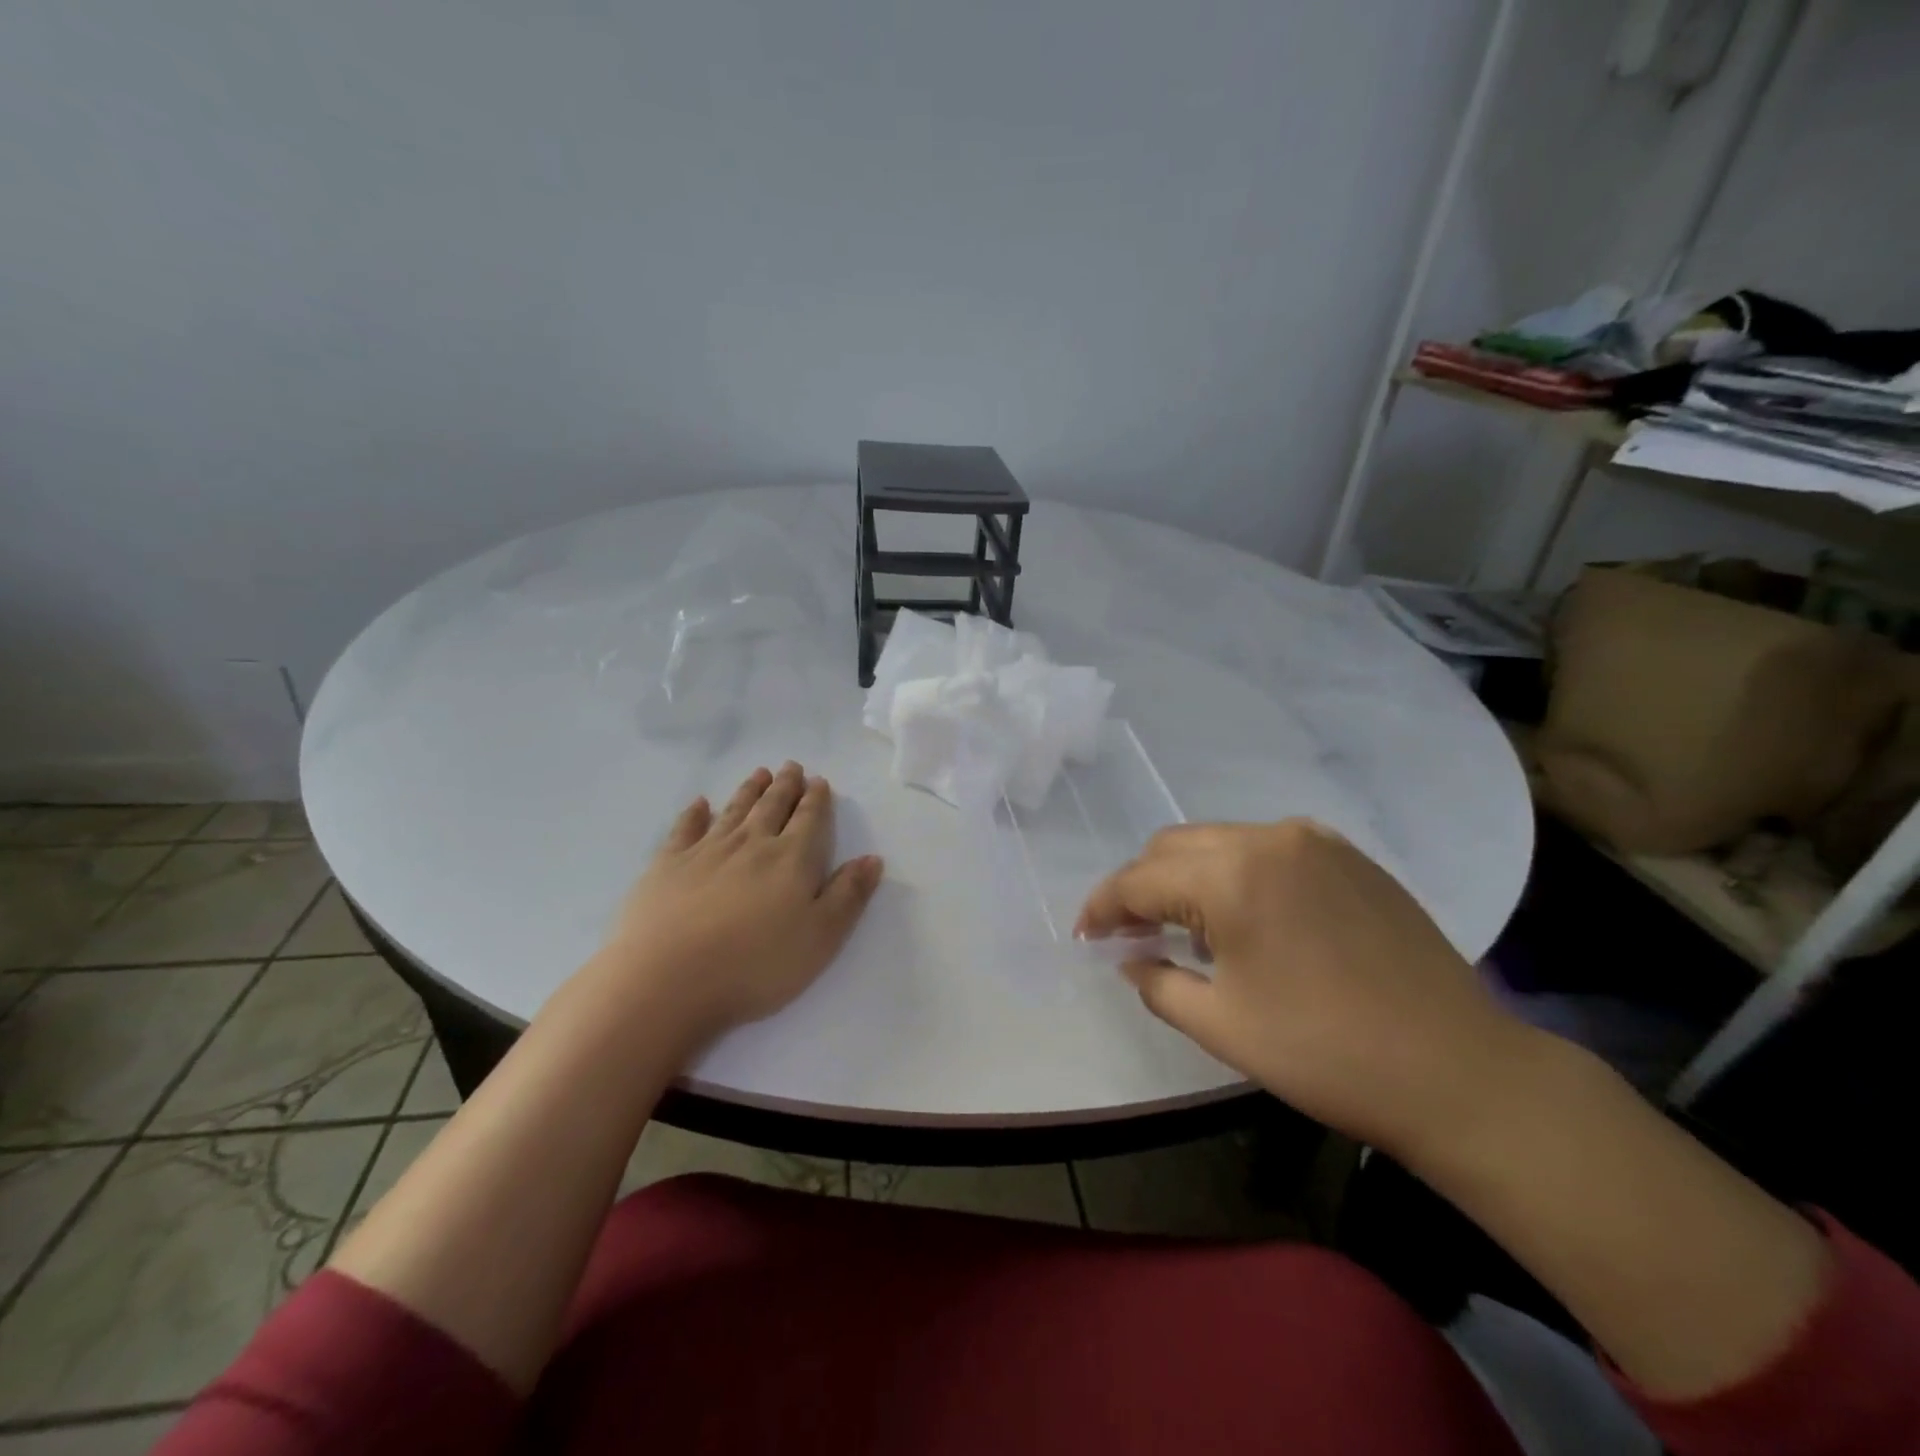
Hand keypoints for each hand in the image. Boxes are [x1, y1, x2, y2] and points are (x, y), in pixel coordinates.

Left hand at [597, 762, 883, 1041]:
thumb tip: (872, 858)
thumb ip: (848, 895)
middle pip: (772, 806)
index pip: (809, 819)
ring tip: (760, 773)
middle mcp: (751, 844)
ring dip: (749, 790)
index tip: (819, 781)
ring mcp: (705, 851)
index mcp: (791, 859)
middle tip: (791, 767)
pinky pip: (685, 829)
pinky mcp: (667, 865)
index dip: (816, 799)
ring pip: (734, 811)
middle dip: (785, 786)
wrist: (668, 980)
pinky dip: (694, 813)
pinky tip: (700, 804)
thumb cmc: (755, 965)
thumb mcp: (821, 938)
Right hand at [1076, 820, 1532, 1158]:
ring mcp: (1315, 841)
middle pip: (1175, 848)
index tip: (1084, 935)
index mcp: (1232, 877)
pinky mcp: (1350, 856)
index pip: (1141, 879)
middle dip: (1141, 886)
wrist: (1461, 1072)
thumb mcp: (1222, 1026)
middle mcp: (1269, 839)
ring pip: (1220, 841)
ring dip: (1187, 876)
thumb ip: (1157, 983)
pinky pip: (1267, 848)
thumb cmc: (1328, 1055)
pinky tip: (1245, 917)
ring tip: (1184, 928)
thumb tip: (1129, 958)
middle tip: (1129, 934)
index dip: (1103, 907)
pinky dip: (1236, 873)